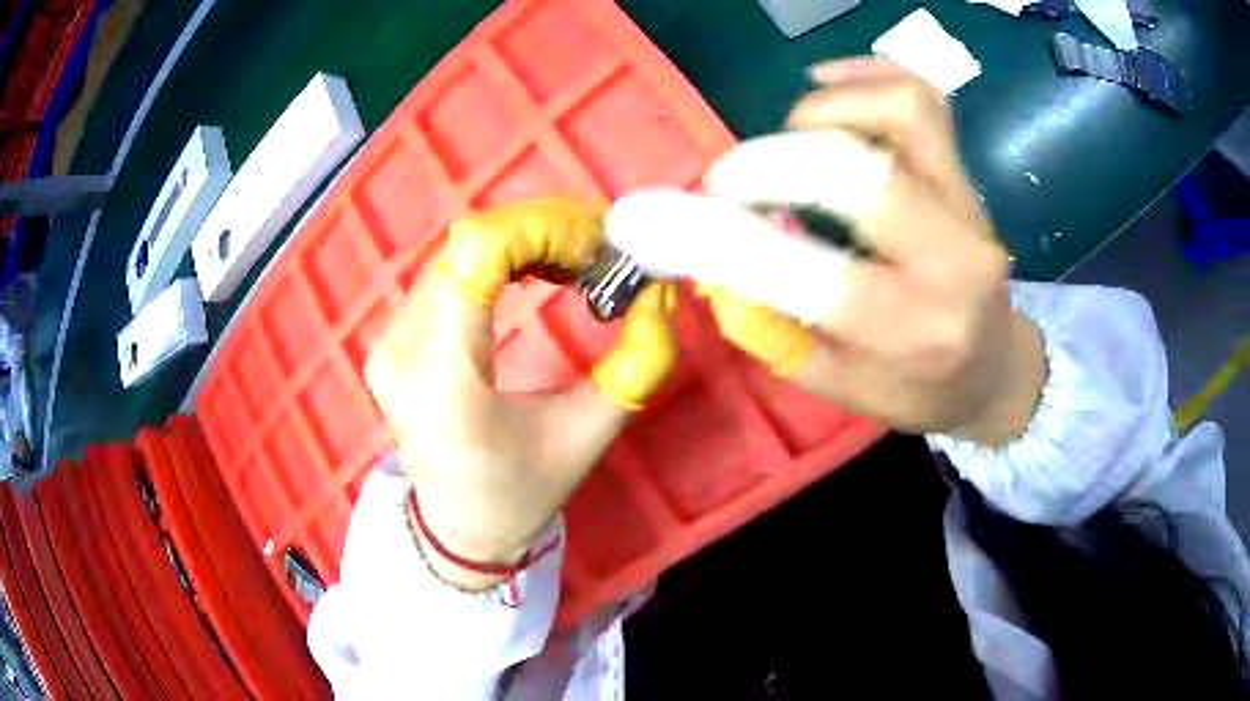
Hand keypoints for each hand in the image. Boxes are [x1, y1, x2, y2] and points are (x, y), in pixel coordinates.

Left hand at [364, 197, 676, 589]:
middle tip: (600, 251)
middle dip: (543, 230)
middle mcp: (400, 344)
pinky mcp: (391, 339)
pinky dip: (499, 259)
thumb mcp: (588, 433)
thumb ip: (638, 361)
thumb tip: (660, 292)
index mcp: (442, 372)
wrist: (458, 530)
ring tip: (576, 261)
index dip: (543, 227)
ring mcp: (387, 339)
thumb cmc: (520, 493)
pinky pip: (447, 272)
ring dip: (523, 241)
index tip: (600, 245)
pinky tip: (534, 273)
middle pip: (468, 242)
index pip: (478, 250)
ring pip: (458, 251)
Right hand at [702, 58, 1045, 444]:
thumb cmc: (923, 390)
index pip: (816, 278)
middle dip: (769, 163)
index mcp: (916, 333)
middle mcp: (954, 260)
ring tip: (786, 143)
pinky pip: (921, 97)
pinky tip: (825, 85)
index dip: (726, 241)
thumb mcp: (846, 390)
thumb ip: (778, 334)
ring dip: (818, 113)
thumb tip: (711, 269)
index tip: (655, 221)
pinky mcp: (967, 175)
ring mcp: (968, 206)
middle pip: (859, 172)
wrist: (996, 369)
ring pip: (899, 112)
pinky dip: (865, 76)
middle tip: (726, 181)